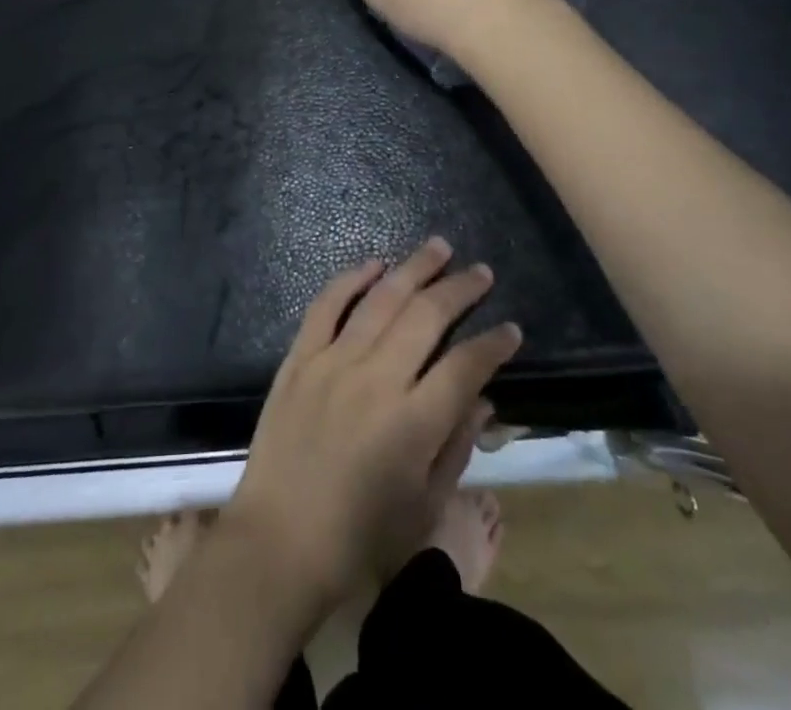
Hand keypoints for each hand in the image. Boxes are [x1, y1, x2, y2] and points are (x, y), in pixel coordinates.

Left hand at [222, 238, 522, 615]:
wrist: (279, 544)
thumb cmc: (360, 541)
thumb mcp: (424, 508)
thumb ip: (456, 447)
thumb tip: (482, 399)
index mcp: (414, 422)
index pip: (465, 366)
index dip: (493, 344)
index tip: (511, 328)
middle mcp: (377, 379)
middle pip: (426, 317)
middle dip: (460, 290)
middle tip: (480, 271)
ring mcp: (333, 362)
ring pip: (381, 299)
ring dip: (414, 269)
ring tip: (438, 247)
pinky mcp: (300, 358)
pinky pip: (326, 305)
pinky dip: (350, 279)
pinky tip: (374, 264)